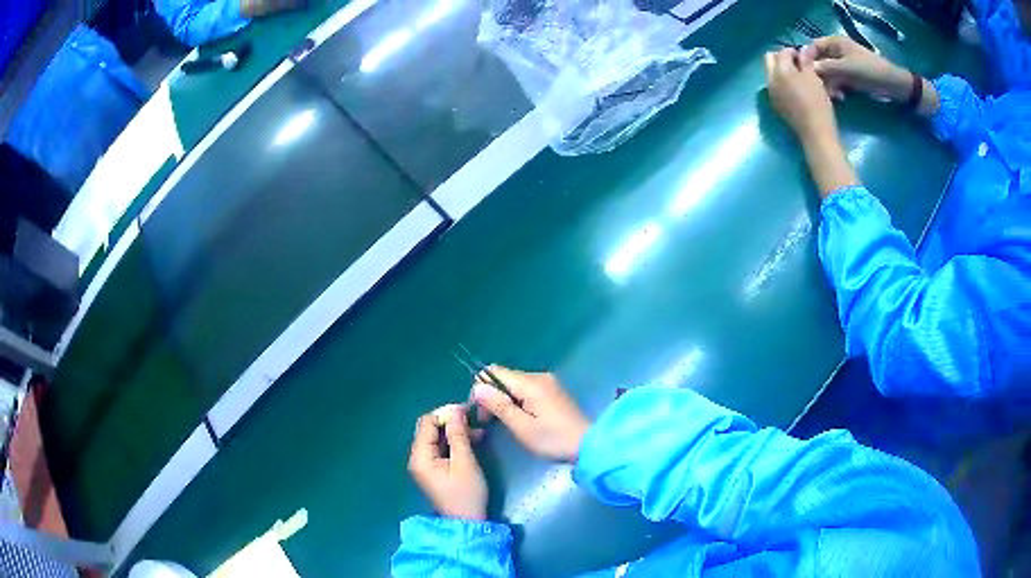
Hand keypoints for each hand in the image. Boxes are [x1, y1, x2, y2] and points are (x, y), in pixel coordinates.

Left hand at [408, 405, 487, 520]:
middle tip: (474, 420)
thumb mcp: (465, 462)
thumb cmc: (466, 493)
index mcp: (420, 456)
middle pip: (429, 429)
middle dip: (451, 421)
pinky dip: (454, 442)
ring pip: (436, 437)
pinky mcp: (433, 469)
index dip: (446, 413)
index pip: (427, 423)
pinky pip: (440, 448)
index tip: (468, 411)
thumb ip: (458, 435)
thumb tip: (456, 410)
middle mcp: (417, 458)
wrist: (467, 522)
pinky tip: (472, 441)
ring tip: (478, 432)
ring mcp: (424, 464)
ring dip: (455, 431)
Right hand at [471, 367, 589, 462]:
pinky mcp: (553, 392)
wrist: (589, 445)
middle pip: (504, 377)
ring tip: (508, 424)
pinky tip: (523, 419)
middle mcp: (538, 376)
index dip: (482, 389)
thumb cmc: (553, 439)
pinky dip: (518, 401)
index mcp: (529, 383)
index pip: (493, 372)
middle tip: (492, 423)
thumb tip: (478, 388)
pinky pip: (527, 390)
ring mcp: (548, 383)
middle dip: (492, 396)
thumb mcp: (522, 427)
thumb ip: (499, 405)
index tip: (483, 413)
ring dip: (505, 400)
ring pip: (515, 384)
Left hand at [764, 48, 837, 142]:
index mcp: (780, 70)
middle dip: (783, 58)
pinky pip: (775, 86)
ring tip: (798, 77)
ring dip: (782, 71)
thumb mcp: (814, 78)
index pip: (782, 52)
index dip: (794, 52)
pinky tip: (796, 89)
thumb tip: (802, 50)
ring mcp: (771, 93)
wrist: (815, 132)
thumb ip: (805, 61)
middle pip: (770, 59)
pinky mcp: (775, 104)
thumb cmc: (817, 102)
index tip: (804, 58)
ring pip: (771, 73)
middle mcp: (770, 79)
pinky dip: (783, 83)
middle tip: (798, 65)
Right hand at [801, 36, 910, 100]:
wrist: (892, 85)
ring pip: (828, 74)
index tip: (806, 73)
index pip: (814, 46)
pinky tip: (840, 98)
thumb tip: (808, 69)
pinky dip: (836, 90)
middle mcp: (836, 52)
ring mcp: (843, 65)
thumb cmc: (870, 71)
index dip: (808, 58)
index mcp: (835, 43)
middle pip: (820, 62)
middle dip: (820, 76)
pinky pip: (837, 82)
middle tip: (821, 89)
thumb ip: (827, 67)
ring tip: (834, 96)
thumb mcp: (847, 68)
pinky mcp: (849, 78)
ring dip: (829, 85)